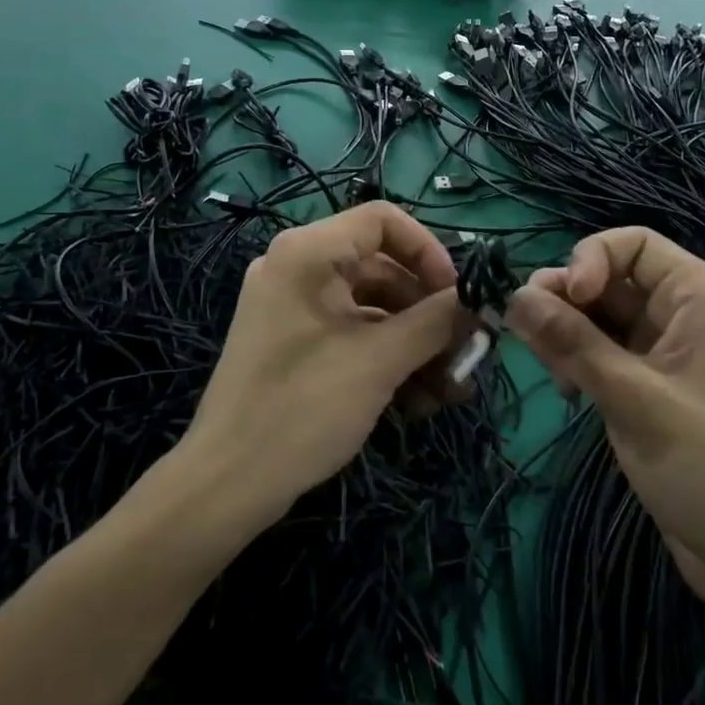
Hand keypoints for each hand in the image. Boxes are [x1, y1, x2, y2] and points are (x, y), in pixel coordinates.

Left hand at [185, 203, 469, 527]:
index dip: (428, 251)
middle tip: (465, 352)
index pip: (383, 219)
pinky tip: (417, 403)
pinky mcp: (294, 342)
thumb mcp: (379, 361)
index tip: (457, 295)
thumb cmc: (303, 408)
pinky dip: (386, 358)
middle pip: (382, 268)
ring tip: (449, 391)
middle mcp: (298, 266)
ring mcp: (293, 306)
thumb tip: (478, 300)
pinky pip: (351, 332)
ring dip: (414, 344)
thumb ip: (435, 322)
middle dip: (429, 313)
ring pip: (372, 307)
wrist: (226, 485)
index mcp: (308, 252)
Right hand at [506, 228, 704, 596]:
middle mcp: (683, 315)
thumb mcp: (635, 399)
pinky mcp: (652, 389)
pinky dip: (578, 361)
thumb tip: (513, 294)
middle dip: (566, 300)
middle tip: (529, 334)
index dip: (590, 259)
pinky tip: (565, 390)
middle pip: (610, 279)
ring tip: (548, 369)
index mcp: (699, 297)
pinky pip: (604, 354)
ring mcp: (667, 354)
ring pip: (601, 318)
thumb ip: (572, 343)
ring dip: (566, 333)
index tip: (565, 298)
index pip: (632, 244)